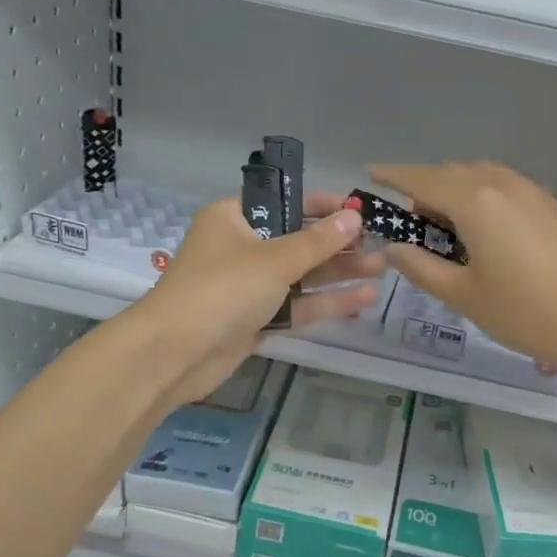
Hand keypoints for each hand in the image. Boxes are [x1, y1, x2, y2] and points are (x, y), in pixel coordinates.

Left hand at [140, 192, 383, 403]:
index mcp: (234, 219)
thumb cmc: (222, 289)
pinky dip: (325, 302)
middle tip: (380, 244)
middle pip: (297, 240)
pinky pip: (296, 305)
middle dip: (338, 245)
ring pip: (301, 276)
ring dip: (338, 274)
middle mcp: (241, 248)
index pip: (284, 202)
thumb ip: (317, 241)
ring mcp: (248, 286)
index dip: (322, 205)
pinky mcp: (256, 320)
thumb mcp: (274, 260)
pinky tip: (363, 300)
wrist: (175, 354)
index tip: (358, 211)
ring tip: (381, 270)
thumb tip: (353, 218)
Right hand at [369, 161, 556, 381]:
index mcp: (475, 202)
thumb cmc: (525, 312)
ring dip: (456, 190)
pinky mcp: (551, 206)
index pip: (423, 180)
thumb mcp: (463, 296)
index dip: (394, 175)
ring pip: (481, 176)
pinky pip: (504, 186)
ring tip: (445, 226)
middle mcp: (502, 185)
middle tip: (411, 222)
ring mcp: (532, 192)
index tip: (371, 172)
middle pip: (453, 174)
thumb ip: (422, 268)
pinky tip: (483, 229)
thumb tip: (393, 248)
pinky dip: (482, 195)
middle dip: (425, 188)